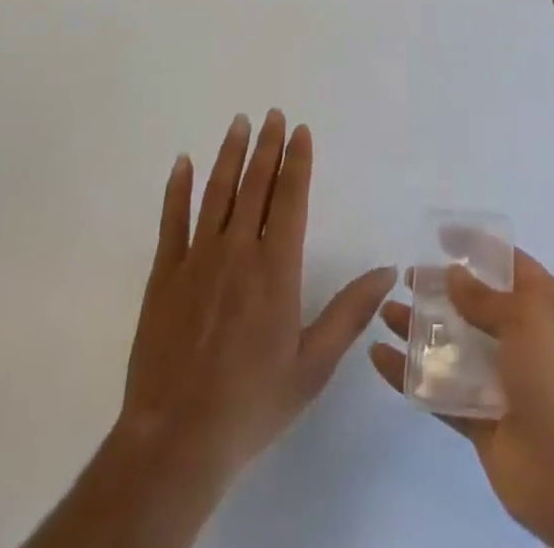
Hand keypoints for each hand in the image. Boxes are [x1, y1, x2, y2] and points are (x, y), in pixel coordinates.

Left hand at [28, 111, 394, 547]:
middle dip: (267, 146)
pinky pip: (172, 219)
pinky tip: (182, 162)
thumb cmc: (253, 403)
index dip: (297, 161)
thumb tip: (388, 270)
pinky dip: (177, 188)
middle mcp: (238, 250)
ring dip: (230, 154)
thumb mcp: (313, 365)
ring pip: (217, 192)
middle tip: (273, 114)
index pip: (290, 198)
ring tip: (239, 123)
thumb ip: (350, 313)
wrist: (177, 440)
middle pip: (255, 185)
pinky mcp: (165, 273)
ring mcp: (198, 258)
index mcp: (276, 268)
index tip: (300, 131)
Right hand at [369, 247, 553, 547]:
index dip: (476, 246)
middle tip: (406, 277)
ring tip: (385, 312)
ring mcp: (501, 382)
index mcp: (547, 308)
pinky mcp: (479, 420)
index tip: (439, 236)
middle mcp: (525, 340)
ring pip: (453, 345)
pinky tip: (380, 357)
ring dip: (419, 329)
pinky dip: (409, 375)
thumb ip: (487, 297)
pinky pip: (439, 390)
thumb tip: (454, 274)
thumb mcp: (531, 319)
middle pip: (475, 304)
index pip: (509, 265)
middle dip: (440, 288)